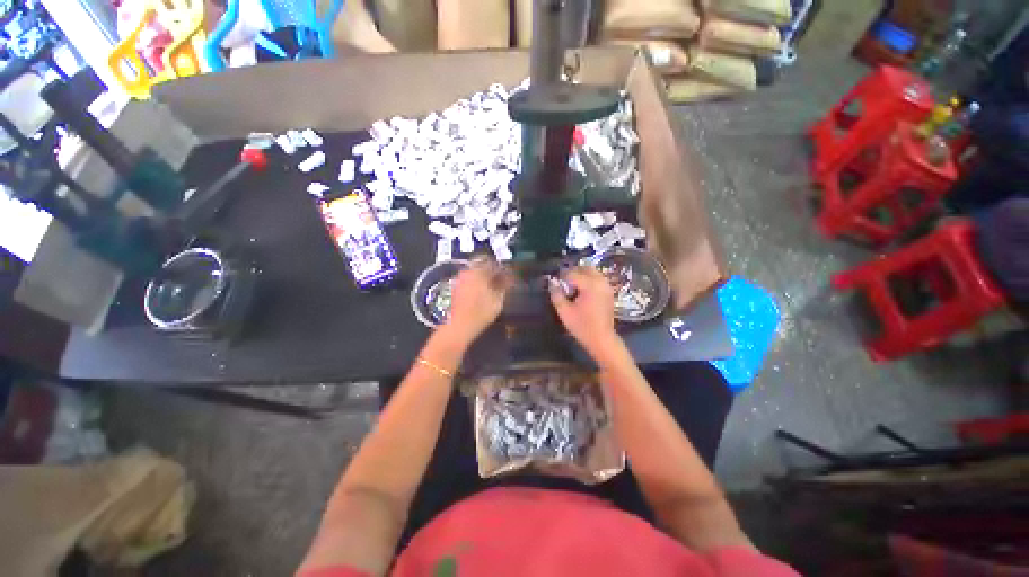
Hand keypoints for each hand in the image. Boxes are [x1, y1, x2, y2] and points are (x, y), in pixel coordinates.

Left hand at [443, 258, 512, 344]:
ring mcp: (459, 280)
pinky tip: (482, 293)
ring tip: (492, 287)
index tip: (509, 275)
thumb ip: (504, 285)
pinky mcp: (455, 289)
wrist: (459, 326)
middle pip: (482, 265)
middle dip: (492, 271)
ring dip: (483, 277)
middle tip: (501, 279)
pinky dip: (476, 283)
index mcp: (478, 271)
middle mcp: (467, 272)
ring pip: (474, 272)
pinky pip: (469, 280)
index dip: (503, 269)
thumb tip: (508, 278)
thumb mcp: (498, 299)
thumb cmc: (481, 312)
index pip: (493, 263)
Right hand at [549, 267, 619, 357]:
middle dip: (573, 272)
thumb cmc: (582, 326)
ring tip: (571, 286)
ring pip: (592, 272)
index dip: (561, 276)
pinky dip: (589, 280)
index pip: (572, 273)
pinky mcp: (609, 291)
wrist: (602, 339)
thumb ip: (557, 294)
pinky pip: (597, 278)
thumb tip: (552, 282)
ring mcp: (606, 286)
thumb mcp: (564, 311)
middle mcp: (600, 281)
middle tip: (563, 282)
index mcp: (589, 285)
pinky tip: (581, 291)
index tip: (554, 282)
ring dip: (581, 275)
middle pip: (584, 268)